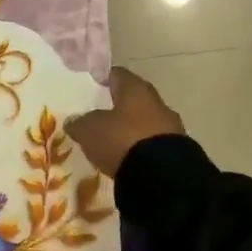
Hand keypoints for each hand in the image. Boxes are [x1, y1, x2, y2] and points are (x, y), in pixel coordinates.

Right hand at [67, 67, 185, 177]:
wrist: (162, 175)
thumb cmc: (121, 139)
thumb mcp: (89, 129)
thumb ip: (80, 122)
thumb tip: (74, 121)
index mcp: (136, 89)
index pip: (118, 75)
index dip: (105, 77)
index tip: (93, 83)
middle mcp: (157, 103)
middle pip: (135, 100)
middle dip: (119, 106)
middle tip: (100, 114)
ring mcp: (171, 127)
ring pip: (145, 122)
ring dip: (131, 129)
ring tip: (112, 141)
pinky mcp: (177, 151)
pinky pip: (152, 143)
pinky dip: (140, 147)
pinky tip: (128, 157)